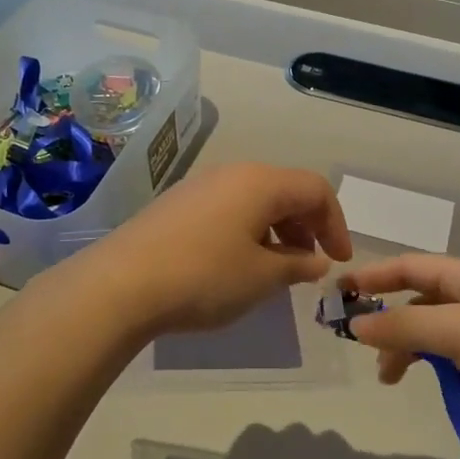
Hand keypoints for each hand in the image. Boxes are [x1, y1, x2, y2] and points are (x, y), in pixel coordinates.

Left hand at [81, 163, 352, 335]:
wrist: (120, 284)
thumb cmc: (204, 277)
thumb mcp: (262, 277)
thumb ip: (297, 266)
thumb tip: (316, 261)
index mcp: (261, 182)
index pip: (315, 189)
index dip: (336, 224)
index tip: (339, 261)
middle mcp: (232, 173)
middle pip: (285, 190)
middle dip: (307, 226)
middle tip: (309, 265)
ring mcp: (200, 186)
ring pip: (255, 200)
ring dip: (277, 231)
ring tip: (276, 270)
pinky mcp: (177, 204)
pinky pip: (228, 209)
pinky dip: (248, 231)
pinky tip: (238, 265)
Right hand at [344, 254, 459, 457]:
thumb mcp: (455, 331)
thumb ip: (402, 325)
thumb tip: (355, 325)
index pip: (411, 265)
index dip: (374, 276)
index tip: (339, 294)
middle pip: (419, 296)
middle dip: (388, 316)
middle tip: (359, 343)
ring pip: (431, 327)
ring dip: (404, 345)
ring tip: (387, 376)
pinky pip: (448, 351)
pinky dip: (426, 360)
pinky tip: (419, 379)